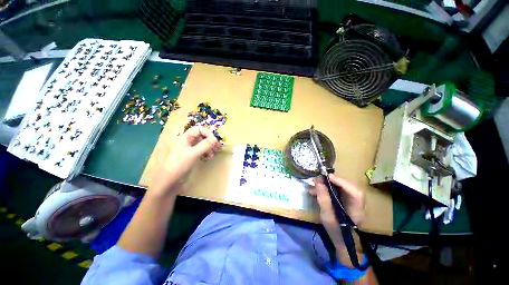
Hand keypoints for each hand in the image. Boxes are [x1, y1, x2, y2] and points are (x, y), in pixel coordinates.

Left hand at [149, 126, 220, 195]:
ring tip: (212, 155)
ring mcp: (189, 150)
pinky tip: (209, 158)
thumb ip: (205, 145)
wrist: (169, 182)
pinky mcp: (191, 157)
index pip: (199, 129)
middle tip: (217, 148)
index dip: (207, 133)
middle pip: (201, 136)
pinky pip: (201, 152)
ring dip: (209, 148)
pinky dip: (206, 153)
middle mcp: (187, 142)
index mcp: (185, 138)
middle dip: (210, 141)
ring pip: (202, 144)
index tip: (214, 141)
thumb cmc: (179, 165)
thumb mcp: (193, 154)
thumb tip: (216, 139)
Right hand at [308, 174, 364, 245]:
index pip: (354, 191)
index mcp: (356, 209)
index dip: (342, 182)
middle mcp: (356, 202)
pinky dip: (326, 188)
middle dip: (332, 181)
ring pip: (341, 187)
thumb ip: (324, 199)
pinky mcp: (344, 200)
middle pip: (347, 186)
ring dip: (327, 184)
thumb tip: (318, 183)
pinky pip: (336, 190)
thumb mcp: (327, 217)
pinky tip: (315, 190)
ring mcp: (350, 201)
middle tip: (318, 179)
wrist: (343, 243)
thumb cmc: (336, 232)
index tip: (327, 177)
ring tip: (313, 184)